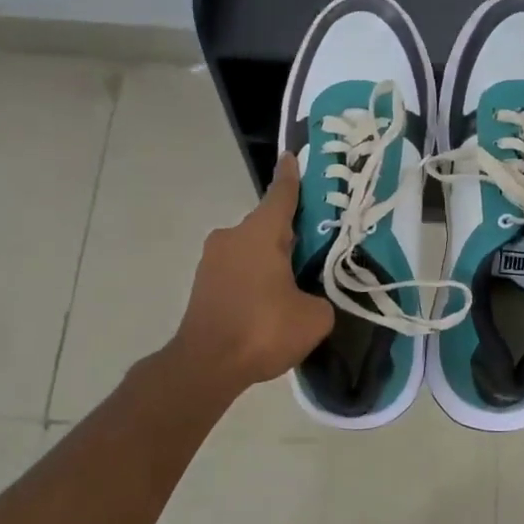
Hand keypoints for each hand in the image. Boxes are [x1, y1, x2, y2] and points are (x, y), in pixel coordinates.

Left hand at [171, 154, 334, 393]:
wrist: (206, 366)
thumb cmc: (263, 330)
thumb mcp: (314, 317)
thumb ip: (320, 298)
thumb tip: (311, 298)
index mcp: (260, 233)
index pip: (281, 195)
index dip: (291, 177)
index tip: (292, 157)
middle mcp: (232, 237)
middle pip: (268, 225)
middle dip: (290, 234)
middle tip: (316, 248)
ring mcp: (212, 261)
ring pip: (251, 249)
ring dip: (271, 260)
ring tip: (295, 283)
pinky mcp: (203, 284)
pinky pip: (238, 270)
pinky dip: (255, 278)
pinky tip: (270, 303)